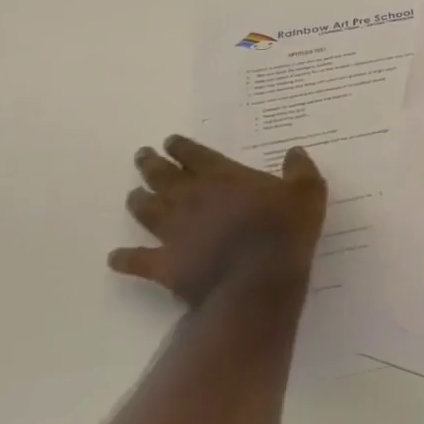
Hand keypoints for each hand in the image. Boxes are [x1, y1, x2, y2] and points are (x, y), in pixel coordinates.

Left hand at [110, 135, 327, 308]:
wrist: (257, 282)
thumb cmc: (285, 232)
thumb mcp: (308, 193)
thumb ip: (300, 170)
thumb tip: (294, 152)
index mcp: (224, 177)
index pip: (196, 155)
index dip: (181, 147)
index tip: (170, 141)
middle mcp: (192, 199)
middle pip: (163, 176)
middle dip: (151, 164)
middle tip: (142, 155)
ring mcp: (175, 232)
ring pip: (147, 211)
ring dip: (138, 201)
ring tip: (133, 195)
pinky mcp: (165, 265)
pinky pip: (137, 260)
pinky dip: (124, 258)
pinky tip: (115, 256)